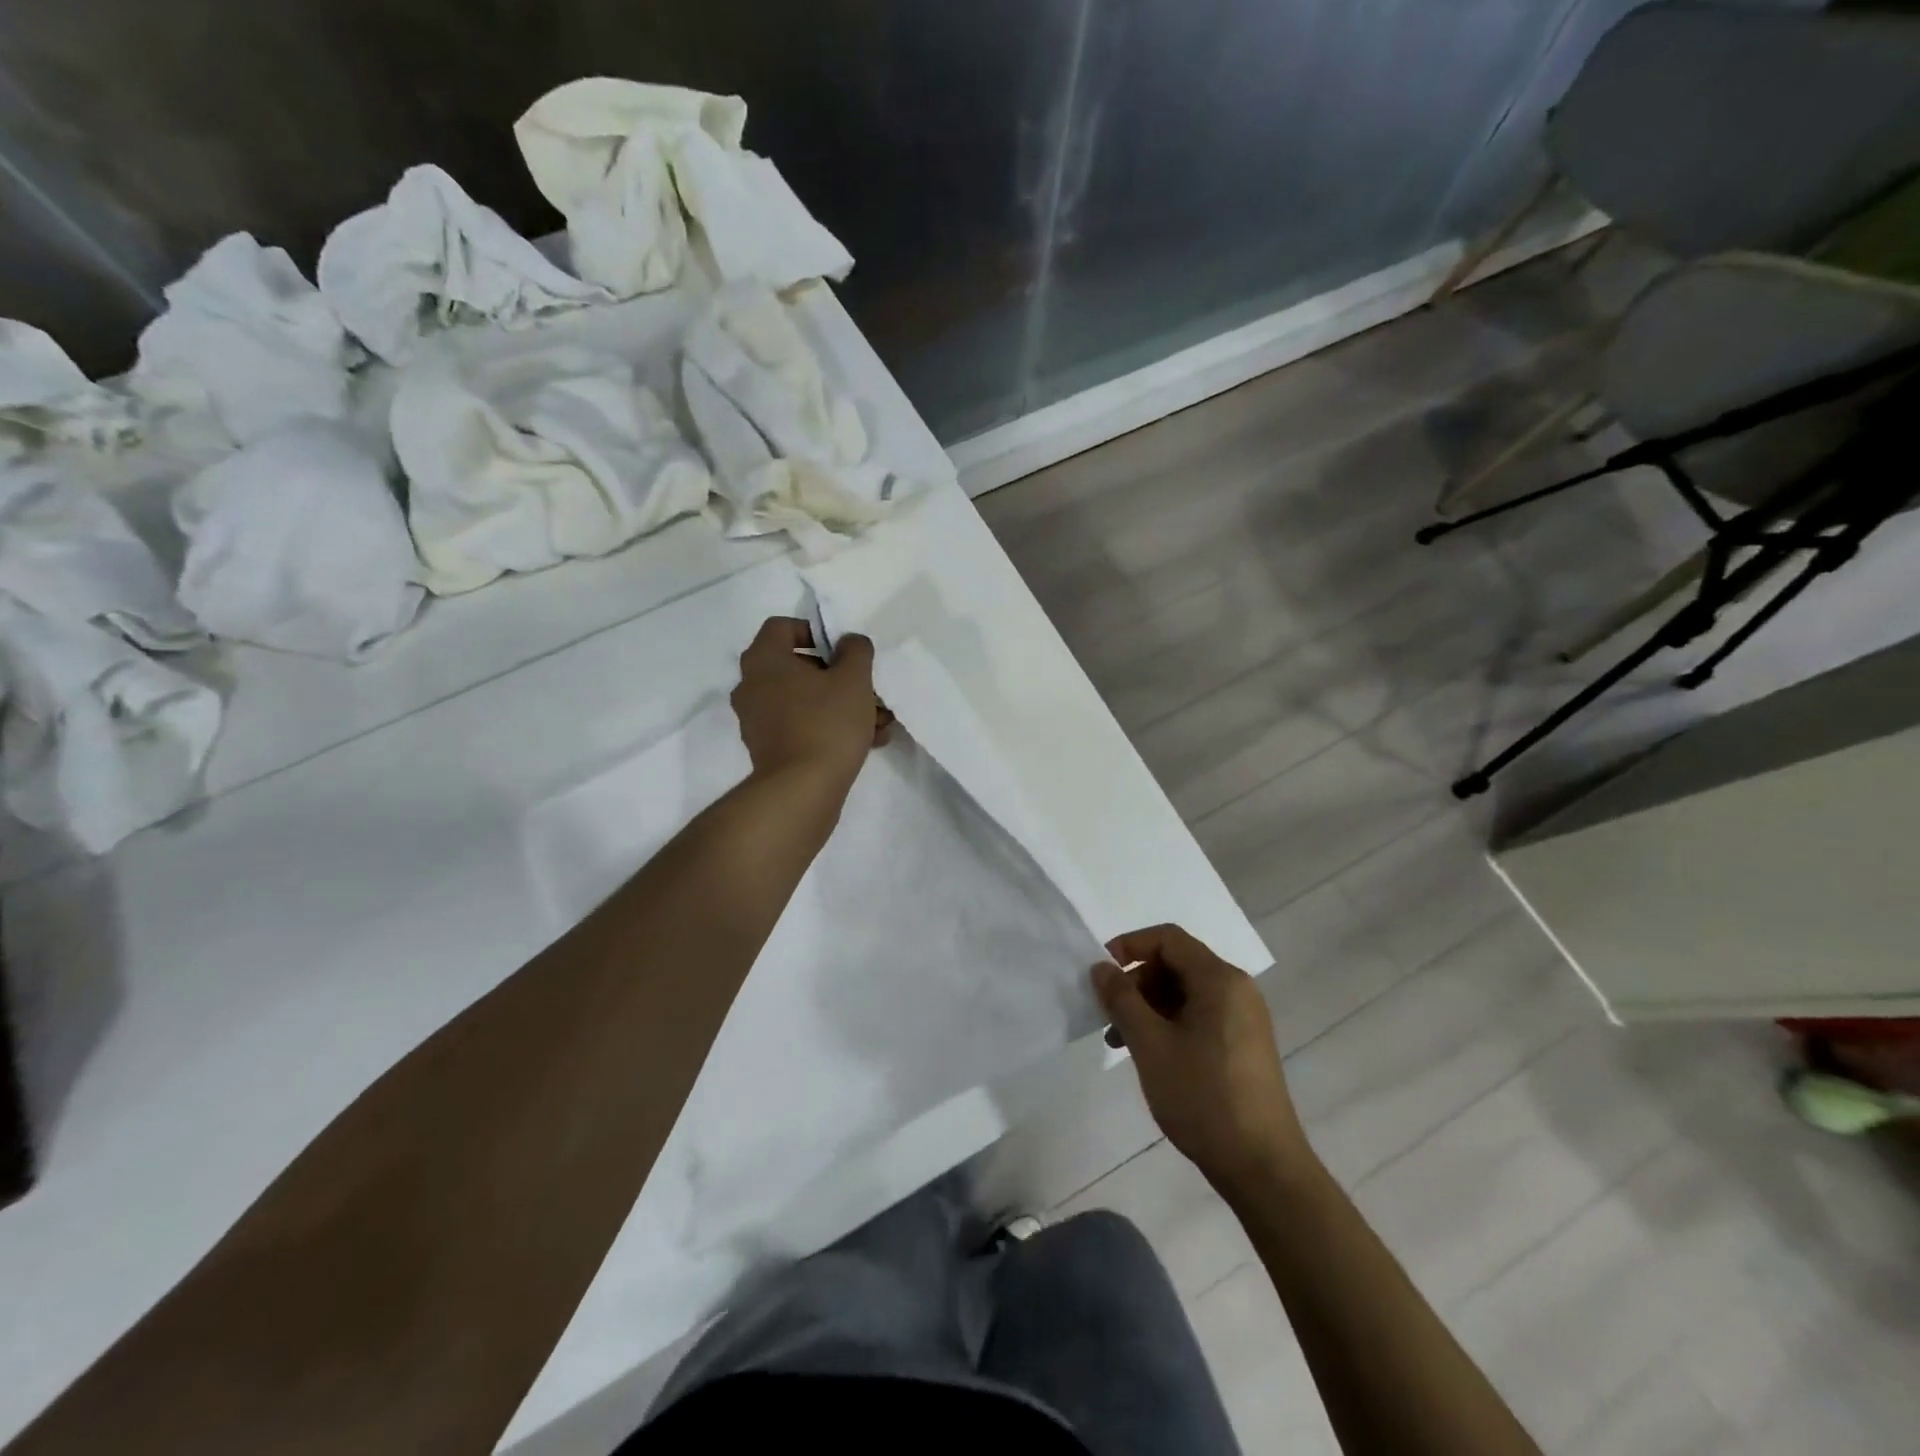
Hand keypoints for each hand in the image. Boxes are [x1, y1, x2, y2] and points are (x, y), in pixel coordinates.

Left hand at [730, 617, 889, 787]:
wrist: (802, 790)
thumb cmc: (826, 723)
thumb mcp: (853, 679)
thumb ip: (855, 650)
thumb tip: (849, 642)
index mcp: (764, 660)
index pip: (781, 627)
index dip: (814, 631)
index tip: (842, 650)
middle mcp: (752, 686)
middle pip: (797, 667)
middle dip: (839, 677)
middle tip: (868, 689)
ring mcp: (757, 720)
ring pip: (804, 700)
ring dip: (841, 705)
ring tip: (879, 721)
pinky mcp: (768, 749)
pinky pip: (801, 726)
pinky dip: (829, 727)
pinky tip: (867, 742)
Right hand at [1094, 924, 1310, 1199]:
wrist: (1262, 1167)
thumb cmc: (1202, 1096)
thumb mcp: (1150, 1044)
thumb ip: (1121, 999)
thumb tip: (1101, 968)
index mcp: (1219, 979)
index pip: (1168, 939)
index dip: (1130, 946)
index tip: (1102, 973)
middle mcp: (1236, 989)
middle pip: (1176, 964)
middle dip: (1136, 983)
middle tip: (1109, 1015)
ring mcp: (1243, 1018)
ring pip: (1185, 992)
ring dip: (1148, 1007)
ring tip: (1120, 1042)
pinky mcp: (1243, 1044)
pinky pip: (1199, 1015)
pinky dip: (1168, 1024)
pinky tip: (1149, 1054)